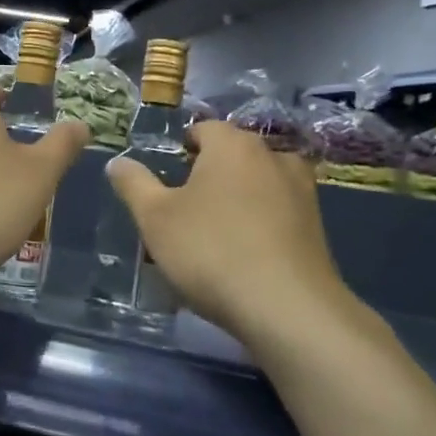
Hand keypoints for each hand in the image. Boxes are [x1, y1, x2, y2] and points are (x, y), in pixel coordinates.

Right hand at [106, 121, 362, 344]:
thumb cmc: (211, 250)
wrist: (286, 307)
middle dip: (210, 174)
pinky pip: (279, 212)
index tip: (167, 179)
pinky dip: (261, 223)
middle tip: (184, 210)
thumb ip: (134, 184)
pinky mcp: (318, 226)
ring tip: (216, 233)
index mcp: (233, 144)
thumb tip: (118, 162)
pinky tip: (245, 254)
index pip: (203, 128)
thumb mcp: (155, 218)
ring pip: (259, 183)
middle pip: (233, 155)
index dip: (181, 148)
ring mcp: (302, 190)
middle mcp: (273, 156)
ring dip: (239, 198)